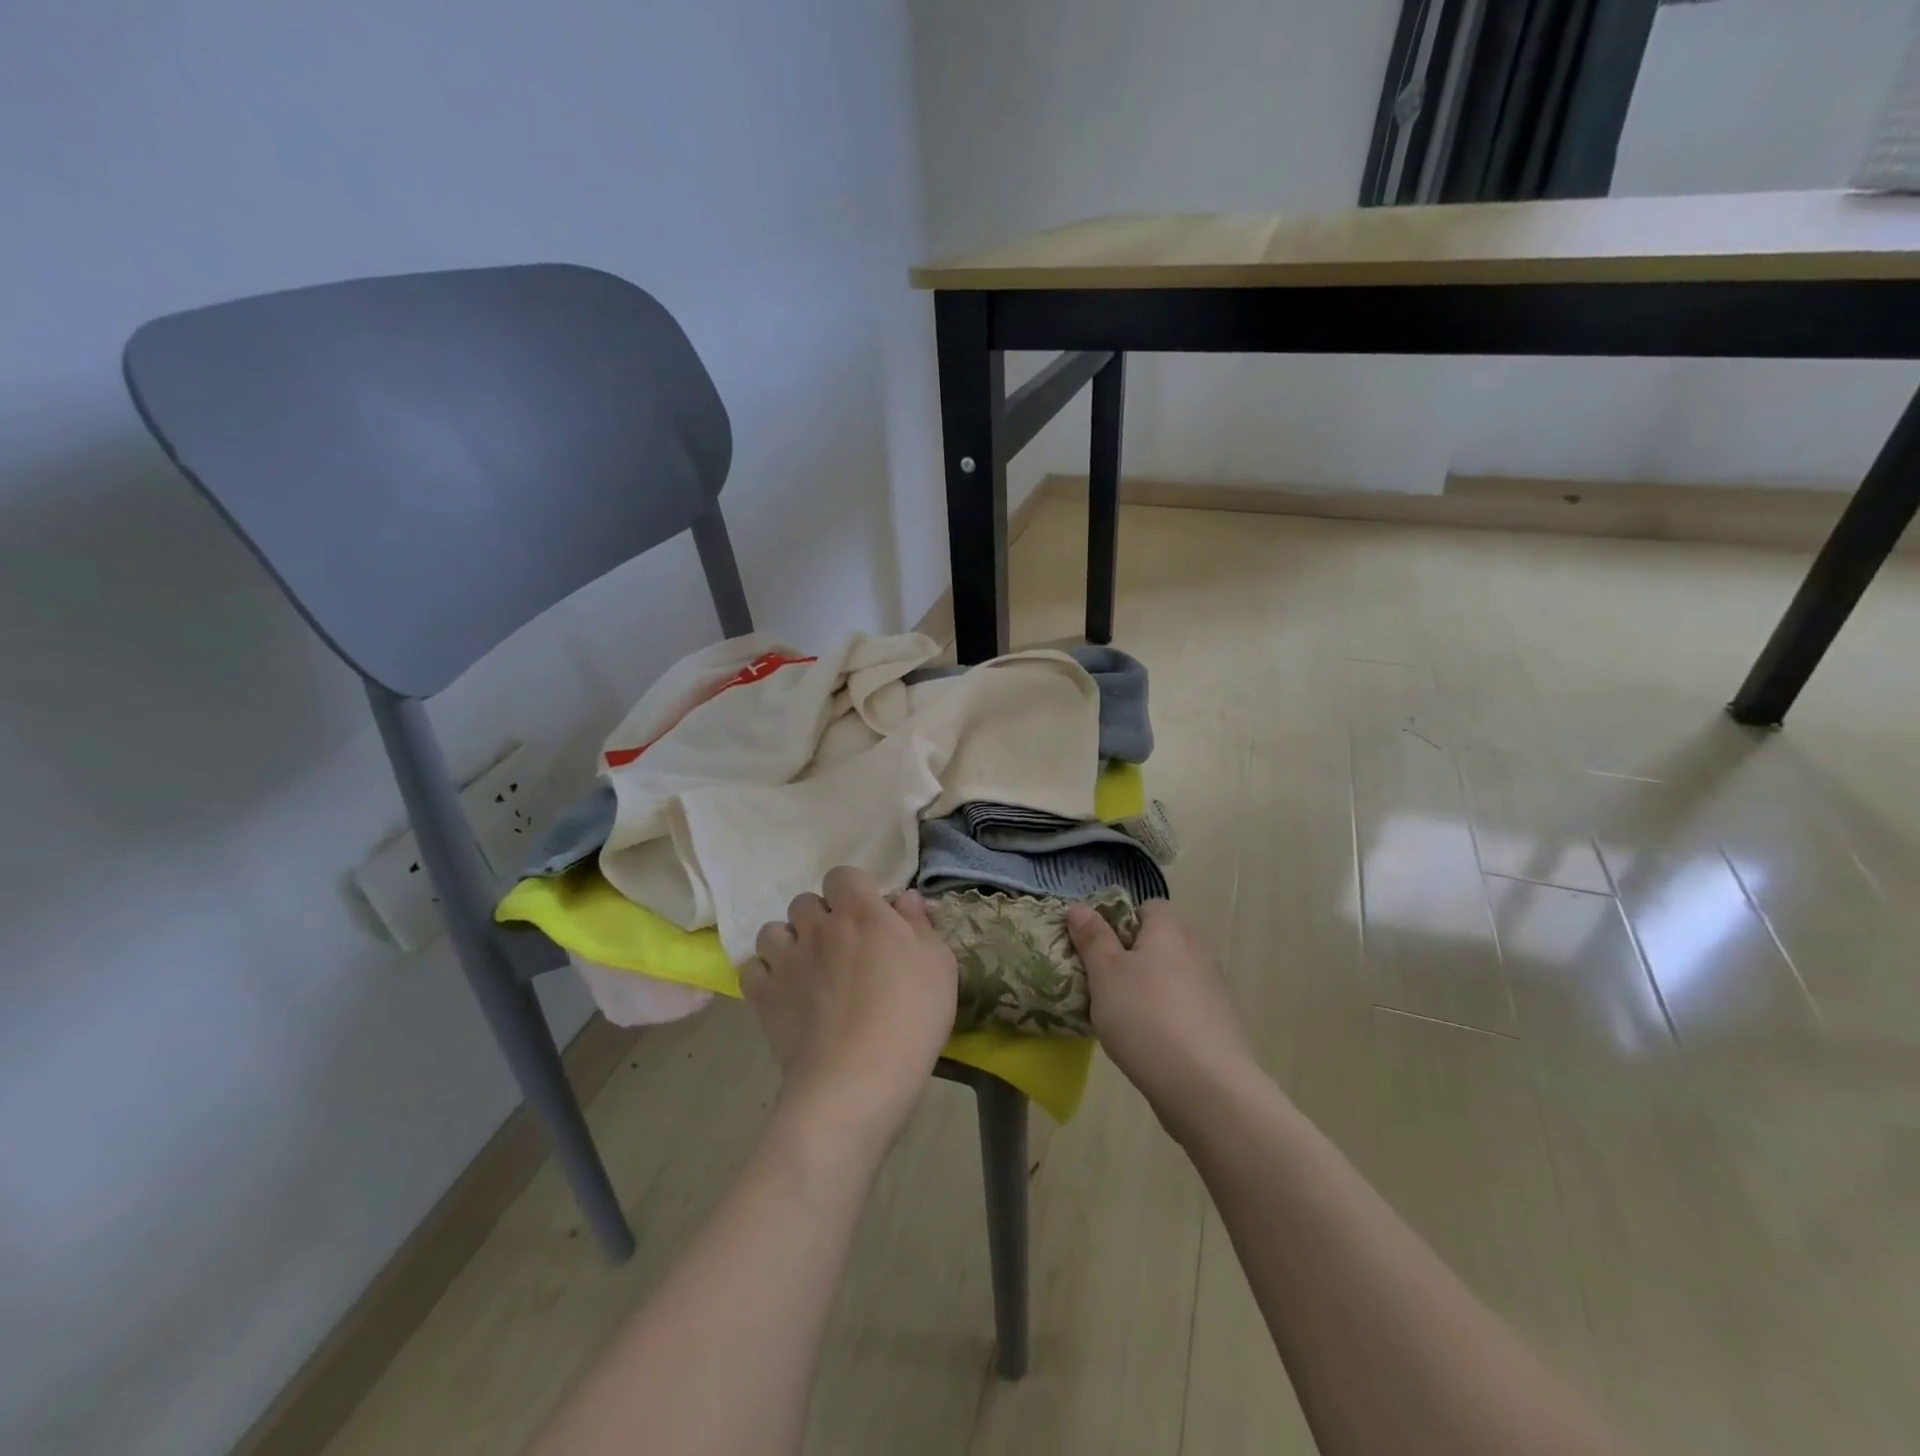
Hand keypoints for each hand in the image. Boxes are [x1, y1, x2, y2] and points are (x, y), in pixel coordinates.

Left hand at [744, 866, 958, 1150]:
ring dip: (790, 941)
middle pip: (806, 901)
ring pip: (774, 930)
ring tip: (809, 968)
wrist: (856, 1081)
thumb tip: (904, 898)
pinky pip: (753, 968)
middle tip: (844, 948)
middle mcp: (817, 926)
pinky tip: (785, 993)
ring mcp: (785, 960)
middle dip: (822, 917)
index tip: (871, 917)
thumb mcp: (939, 966)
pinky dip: (766, 975)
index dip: (854, 891)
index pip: (843, 875)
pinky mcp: (763, 996)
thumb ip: (920, 925)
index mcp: (861, 912)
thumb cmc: (910, 1018)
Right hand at [1067, 900, 1255, 1138]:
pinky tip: (1147, 1040)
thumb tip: (1079, 906)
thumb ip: (1092, 937)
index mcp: (1170, 929)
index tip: (1097, 948)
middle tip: (1101, 981)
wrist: (1206, 1086)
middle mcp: (1196, 950)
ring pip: (1170, 975)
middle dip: (1130, 956)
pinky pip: (1182, 1005)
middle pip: (1158, 941)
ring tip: (1119, 1015)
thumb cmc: (1146, 1017)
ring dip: (1147, 987)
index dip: (1120, 921)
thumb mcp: (1105, 973)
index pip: (1147, 907)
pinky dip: (1165, 1014)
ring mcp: (1212, 988)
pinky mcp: (1218, 1023)